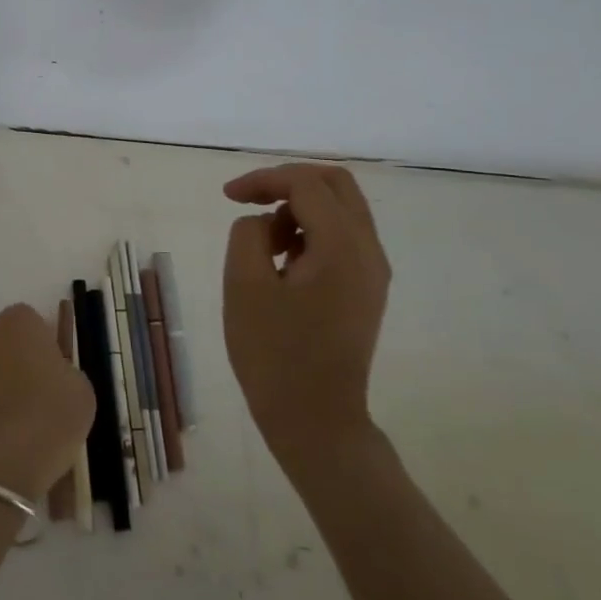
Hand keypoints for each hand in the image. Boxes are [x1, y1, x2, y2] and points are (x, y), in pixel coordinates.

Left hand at [0, 304, 94, 499]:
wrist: (18, 453)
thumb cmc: (58, 408)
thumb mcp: (79, 383)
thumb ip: (62, 369)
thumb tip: (52, 376)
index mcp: (18, 322)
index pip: (29, 319)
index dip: (42, 340)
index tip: (55, 364)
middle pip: (2, 341)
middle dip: (16, 357)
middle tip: (39, 388)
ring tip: (20, 416)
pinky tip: (0, 433)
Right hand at [223, 164, 391, 474]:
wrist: (315, 420)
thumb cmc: (274, 354)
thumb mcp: (244, 286)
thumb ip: (249, 235)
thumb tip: (265, 223)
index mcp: (342, 246)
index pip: (306, 183)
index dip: (263, 179)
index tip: (227, 197)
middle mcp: (369, 251)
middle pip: (335, 184)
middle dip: (287, 183)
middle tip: (249, 202)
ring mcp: (373, 272)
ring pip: (341, 210)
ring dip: (299, 209)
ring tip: (264, 244)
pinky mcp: (367, 290)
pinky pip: (343, 238)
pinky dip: (311, 232)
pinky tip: (284, 263)